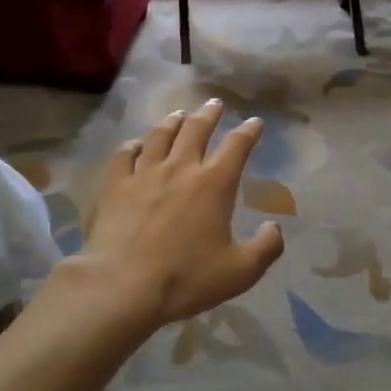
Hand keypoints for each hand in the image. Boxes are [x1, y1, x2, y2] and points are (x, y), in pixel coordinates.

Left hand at [75, 98, 284, 331]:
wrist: (123, 286)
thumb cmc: (186, 279)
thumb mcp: (241, 272)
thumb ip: (266, 247)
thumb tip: (275, 227)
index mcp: (214, 184)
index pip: (237, 146)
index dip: (248, 131)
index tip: (254, 122)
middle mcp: (181, 168)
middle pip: (196, 129)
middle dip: (209, 113)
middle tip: (214, 104)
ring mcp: (144, 174)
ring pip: (160, 135)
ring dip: (173, 121)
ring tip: (180, 114)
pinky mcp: (115, 185)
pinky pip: (125, 154)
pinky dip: (134, 144)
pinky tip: (137, 144)